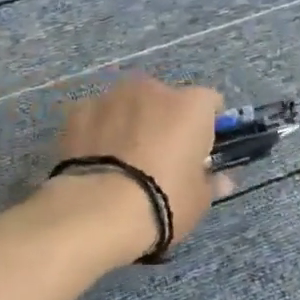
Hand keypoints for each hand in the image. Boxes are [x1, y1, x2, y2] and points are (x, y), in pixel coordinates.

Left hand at [53, 73, 228, 259]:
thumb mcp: (198, 200)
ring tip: (121, 162)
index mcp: (191, 106)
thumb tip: (221, 179)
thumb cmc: (163, 201)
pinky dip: (98, 132)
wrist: (99, 210)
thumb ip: (210, 181)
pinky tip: (94, 161)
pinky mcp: (78, 112)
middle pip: (165, 99)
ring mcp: (111, 97)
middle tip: (159, 158)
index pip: (210, 103)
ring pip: (128, 105)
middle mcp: (153, 89)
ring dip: (130, 122)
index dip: (207, 125)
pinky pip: (96, 118)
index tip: (200, 149)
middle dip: (164, 121)